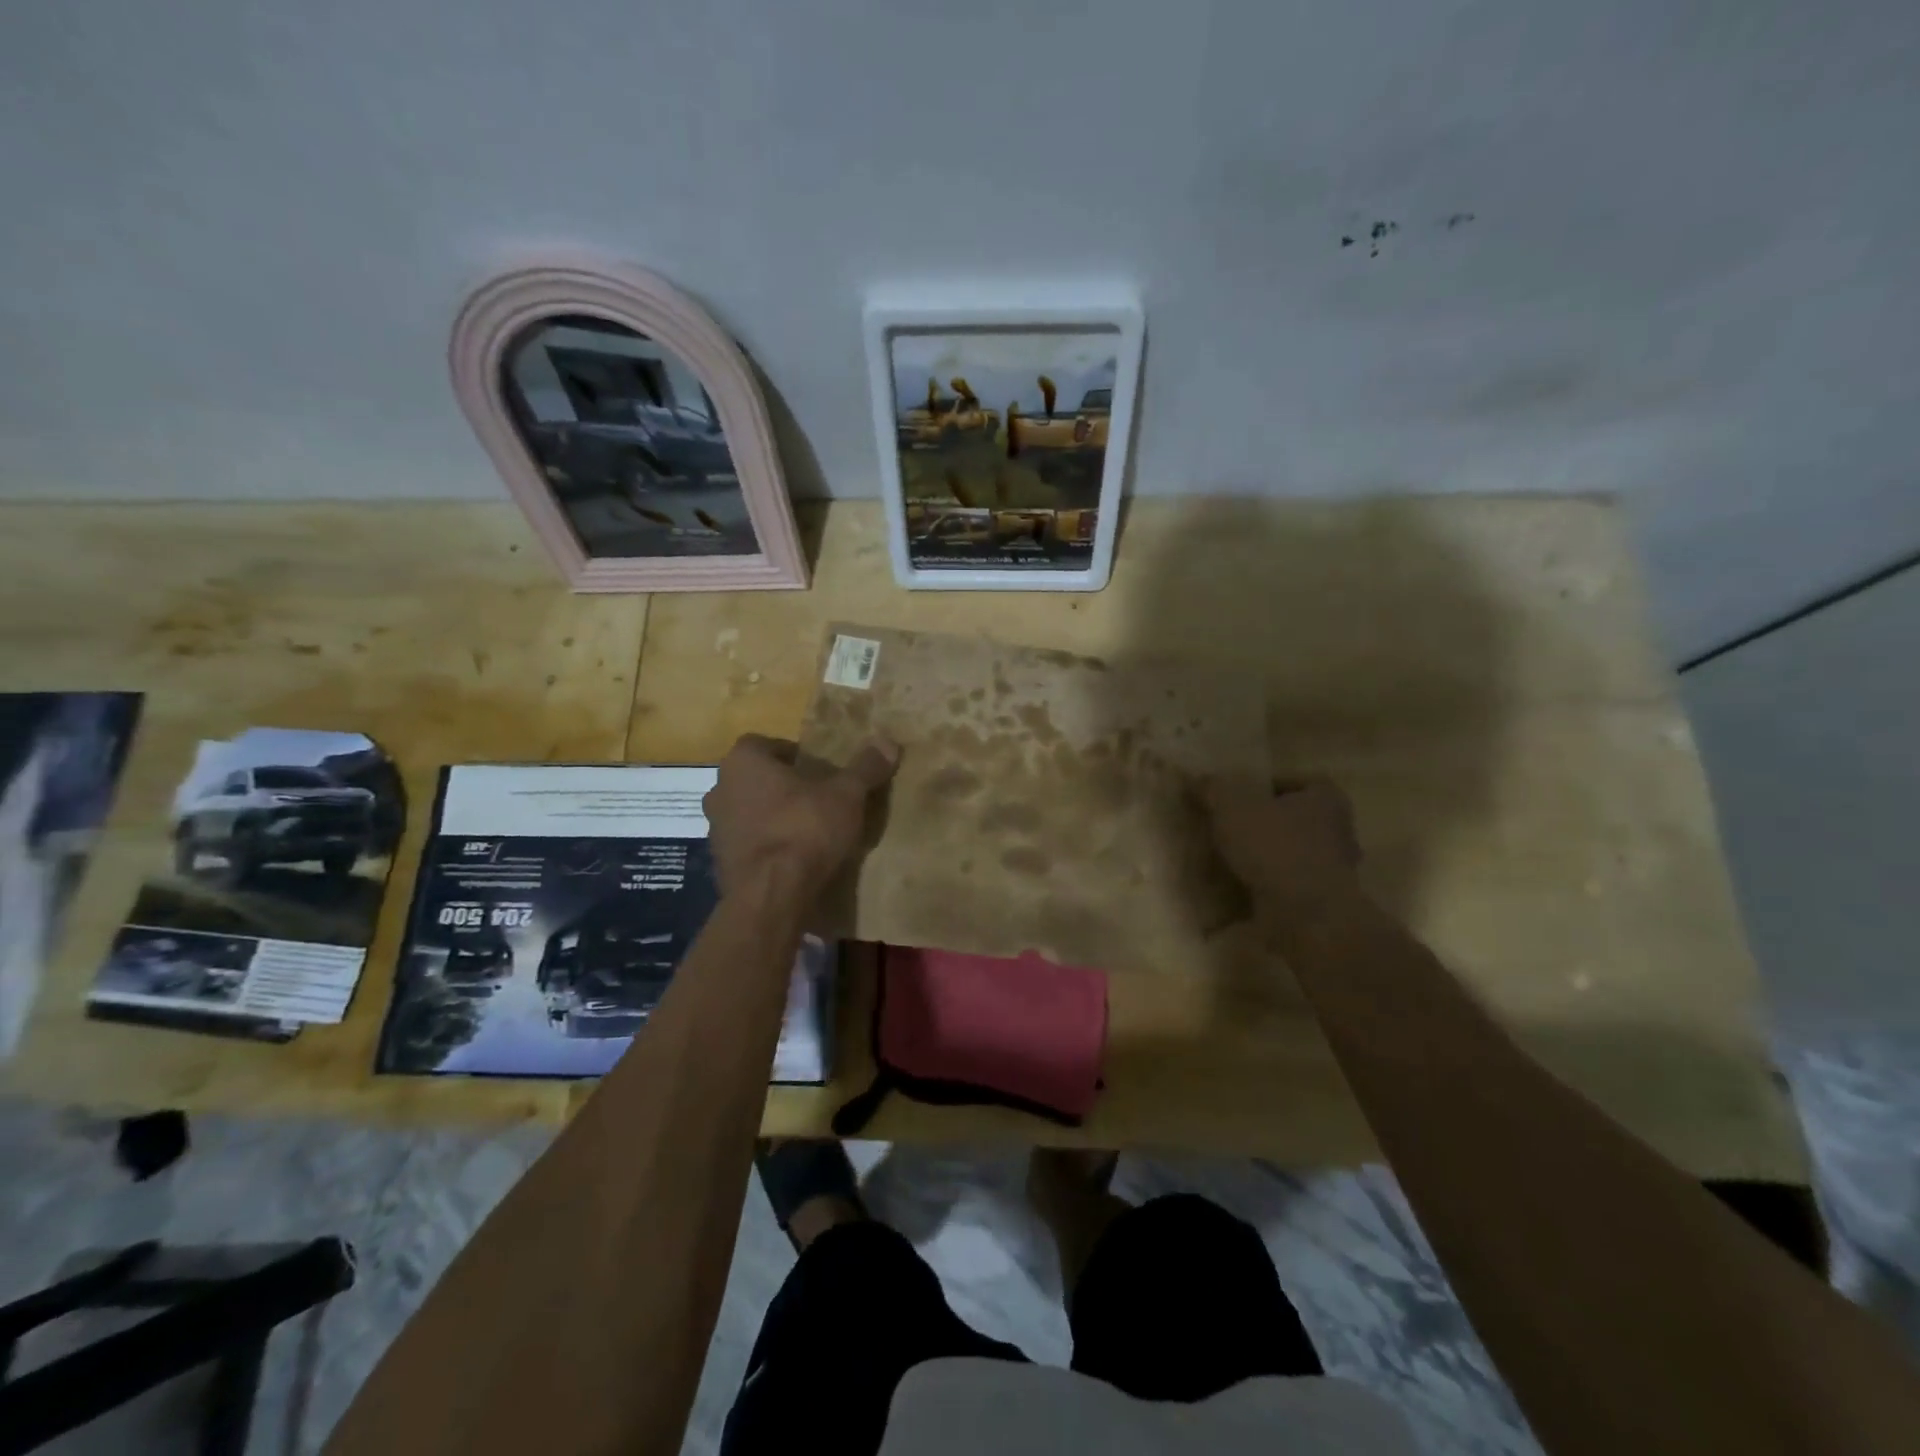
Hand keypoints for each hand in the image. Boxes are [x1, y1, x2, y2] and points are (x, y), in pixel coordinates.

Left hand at [703, 734, 898, 897]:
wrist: (771, 895)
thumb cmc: (804, 829)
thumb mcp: (846, 795)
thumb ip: (865, 767)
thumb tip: (888, 742)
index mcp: (743, 762)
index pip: (764, 744)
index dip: (791, 754)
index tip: (817, 769)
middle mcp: (719, 789)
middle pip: (754, 779)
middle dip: (781, 786)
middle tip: (815, 797)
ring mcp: (714, 829)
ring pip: (747, 812)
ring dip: (770, 816)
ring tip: (806, 830)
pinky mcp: (719, 863)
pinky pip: (747, 844)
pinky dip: (765, 846)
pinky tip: (792, 858)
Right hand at [1202, 777, 1362, 926]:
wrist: (1305, 914)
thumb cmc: (1274, 847)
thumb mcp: (1232, 806)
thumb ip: (1214, 788)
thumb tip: (1196, 779)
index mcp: (1326, 799)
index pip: (1298, 781)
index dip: (1266, 786)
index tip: (1239, 797)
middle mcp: (1339, 831)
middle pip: (1295, 818)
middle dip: (1266, 823)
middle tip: (1230, 828)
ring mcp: (1334, 870)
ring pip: (1293, 853)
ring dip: (1266, 857)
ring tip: (1230, 860)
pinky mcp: (1322, 902)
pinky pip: (1290, 884)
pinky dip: (1269, 885)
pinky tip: (1241, 889)